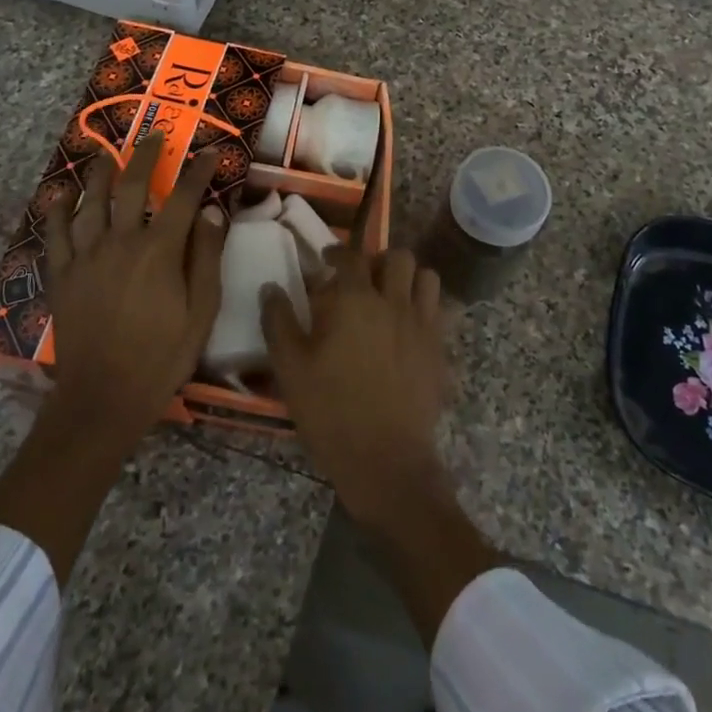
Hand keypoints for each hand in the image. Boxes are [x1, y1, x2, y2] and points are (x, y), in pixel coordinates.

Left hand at [39, 131, 227, 443]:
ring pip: (91, 201)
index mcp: (160, 250)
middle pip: (133, 186)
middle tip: (156, 135)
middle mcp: (121, 241)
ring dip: (101, 172)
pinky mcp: (62, 274)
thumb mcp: (202, 311)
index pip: (183, 197)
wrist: (103, 397)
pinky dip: (58, 210)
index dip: (198, 171)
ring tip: (106, 153)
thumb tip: (212, 212)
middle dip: (147, 155)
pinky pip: (55, 233)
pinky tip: (61, 194)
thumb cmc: (162, 356)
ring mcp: (86, 256)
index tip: (210, 152)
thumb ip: (206, 257)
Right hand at [262, 248, 445, 527]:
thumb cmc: (331, 412)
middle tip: (363, 278)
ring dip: (409, 278)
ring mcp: (422, 324)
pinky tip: (409, 326)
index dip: (337, 252)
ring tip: (391, 295)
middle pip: (397, 257)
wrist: (386, 459)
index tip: (327, 259)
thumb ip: (279, 322)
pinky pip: (440, 311)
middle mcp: (393, 302)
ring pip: (427, 277)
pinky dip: (426, 307)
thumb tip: (271, 288)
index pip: (350, 256)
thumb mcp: (290, 368)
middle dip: (379, 260)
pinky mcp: (440, 350)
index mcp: (355, 301)